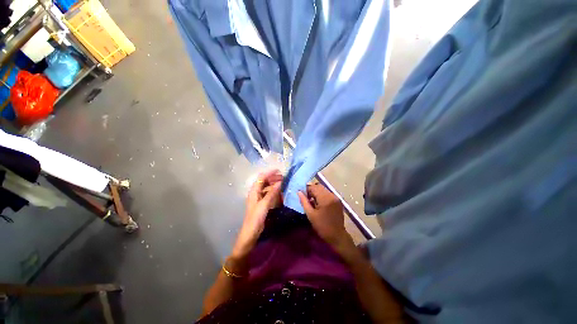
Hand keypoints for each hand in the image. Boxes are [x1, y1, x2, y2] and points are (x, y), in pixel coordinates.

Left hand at [231, 169, 282, 258]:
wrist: (251, 232)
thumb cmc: (256, 217)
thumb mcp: (264, 204)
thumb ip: (272, 193)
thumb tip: (279, 182)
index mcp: (254, 191)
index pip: (261, 177)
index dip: (270, 173)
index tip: (279, 170)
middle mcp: (256, 192)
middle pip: (264, 181)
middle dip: (273, 178)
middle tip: (283, 177)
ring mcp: (259, 198)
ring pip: (267, 187)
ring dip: (274, 184)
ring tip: (283, 183)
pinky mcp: (262, 203)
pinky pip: (268, 194)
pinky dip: (274, 192)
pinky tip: (280, 193)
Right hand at [298, 183, 352, 249]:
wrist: (337, 236)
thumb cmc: (322, 226)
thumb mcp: (310, 214)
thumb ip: (304, 201)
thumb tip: (299, 192)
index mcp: (325, 198)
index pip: (314, 187)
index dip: (306, 189)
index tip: (302, 195)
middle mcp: (332, 195)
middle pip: (319, 187)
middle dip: (311, 190)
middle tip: (307, 198)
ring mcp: (336, 197)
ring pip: (323, 189)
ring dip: (317, 193)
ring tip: (312, 201)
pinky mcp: (338, 200)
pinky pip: (328, 194)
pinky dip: (322, 195)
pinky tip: (319, 203)